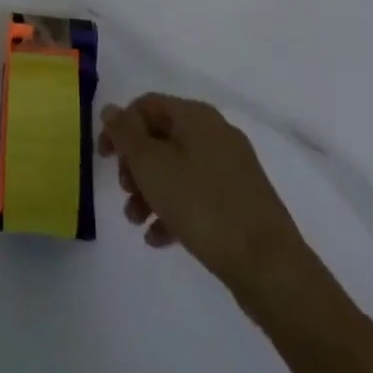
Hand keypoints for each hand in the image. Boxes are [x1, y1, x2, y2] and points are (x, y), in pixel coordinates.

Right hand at [98, 93, 311, 296]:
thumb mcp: (152, 165)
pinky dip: (175, 210)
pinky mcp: (241, 202)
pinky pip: (198, 195)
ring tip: (137, 221)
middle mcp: (216, 134)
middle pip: (161, 137)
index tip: (103, 158)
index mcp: (196, 116)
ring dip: (150, 191)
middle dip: (135, 165)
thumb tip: (112, 110)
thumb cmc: (202, 205)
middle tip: (124, 192)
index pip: (146, 105)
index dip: (120, 127)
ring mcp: (232, 169)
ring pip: (178, 169)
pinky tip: (159, 239)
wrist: (270, 267)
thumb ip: (125, 134)